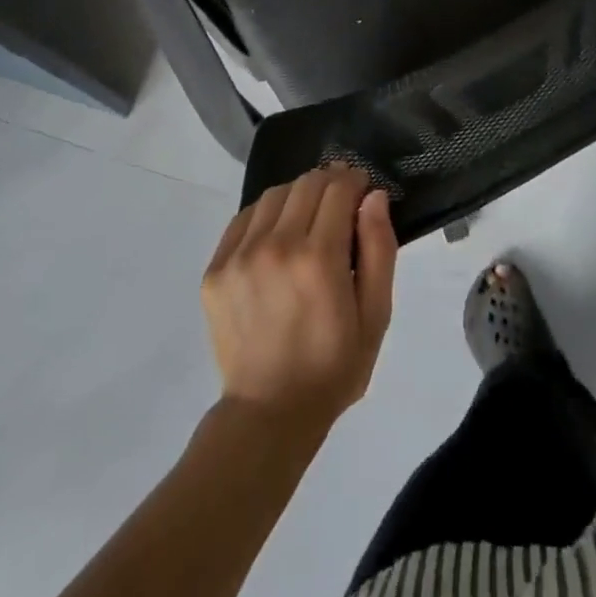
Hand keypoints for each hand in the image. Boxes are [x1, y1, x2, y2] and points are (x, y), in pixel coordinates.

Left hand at [200, 165, 397, 435]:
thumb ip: (379, 249)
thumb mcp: (376, 315)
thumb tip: (374, 197)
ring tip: (308, 218)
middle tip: (340, 202)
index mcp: (319, 258)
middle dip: (330, 183)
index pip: (339, 188)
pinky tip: (277, 234)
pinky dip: (266, 214)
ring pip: (275, 194)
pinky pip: (244, 217)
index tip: (363, 191)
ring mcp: (240, 256)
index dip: (355, 181)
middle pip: (307, 183)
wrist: (268, 414)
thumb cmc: (333, 367)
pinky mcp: (216, 269)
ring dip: (298, 195)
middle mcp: (277, 246)